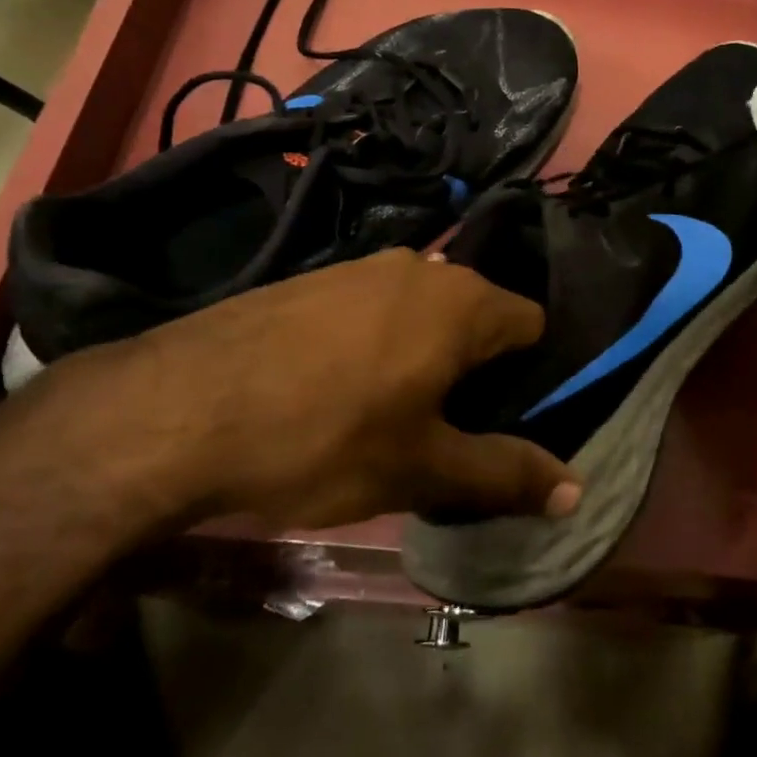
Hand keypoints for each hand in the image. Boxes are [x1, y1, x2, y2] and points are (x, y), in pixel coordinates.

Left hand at [23, 250, 580, 531]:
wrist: (179, 407)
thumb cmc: (323, 437)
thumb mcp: (422, 469)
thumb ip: (504, 474)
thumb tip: (577, 490)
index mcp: (462, 301)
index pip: (532, 325)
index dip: (529, 376)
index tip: (501, 422)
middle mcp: (422, 266)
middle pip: (478, 316)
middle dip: (476, 369)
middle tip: (447, 428)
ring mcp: (362, 266)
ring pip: (423, 312)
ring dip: (424, 356)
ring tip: (390, 413)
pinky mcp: (315, 278)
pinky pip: (374, 308)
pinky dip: (377, 343)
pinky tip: (336, 389)